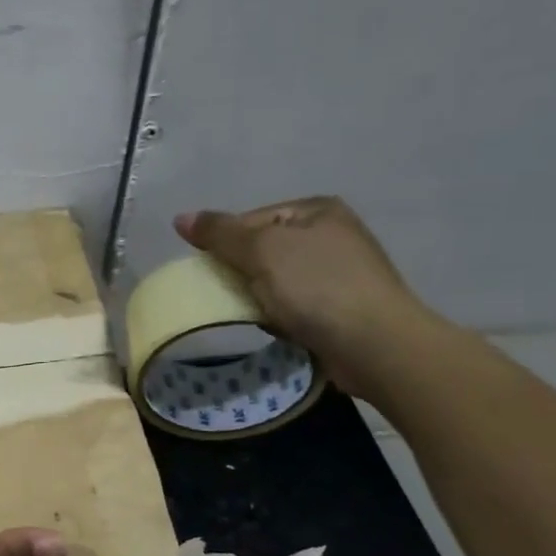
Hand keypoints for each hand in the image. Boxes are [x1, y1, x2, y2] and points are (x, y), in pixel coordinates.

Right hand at [174, 196, 443, 399]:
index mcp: (317, 211)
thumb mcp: (261, 251)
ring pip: (275, 281)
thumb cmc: (317, 287)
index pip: (251, 219)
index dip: (226, 244)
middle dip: (243, 274)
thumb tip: (180, 218)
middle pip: (262, 251)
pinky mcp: (341, 308)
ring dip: (259, 298)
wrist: (375, 345)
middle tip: (230, 295)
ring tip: (256, 315)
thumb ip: (220, 233)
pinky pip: (293, 306)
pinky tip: (277, 329)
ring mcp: (339, 273)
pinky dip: (279, 317)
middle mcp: (332, 235)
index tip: (214, 271)